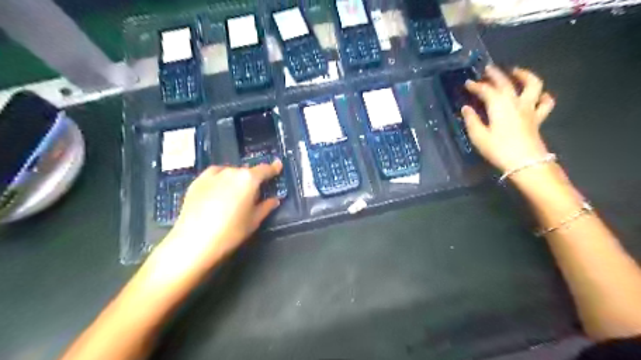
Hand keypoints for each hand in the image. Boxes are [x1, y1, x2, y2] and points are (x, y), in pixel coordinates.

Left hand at [151, 160, 281, 281]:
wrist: (194, 241)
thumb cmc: (231, 232)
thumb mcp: (254, 221)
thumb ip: (266, 207)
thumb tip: (275, 200)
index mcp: (249, 179)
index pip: (265, 170)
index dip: (273, 168)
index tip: (278, 165)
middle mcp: (231, 172)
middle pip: (246, 171)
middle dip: (252, 179)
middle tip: (253, 192)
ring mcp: (212, 175)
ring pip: (230, 172)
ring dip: (236, 179)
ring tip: (234, 193)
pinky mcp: (197, 181)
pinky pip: (214, 175)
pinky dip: (220, 179)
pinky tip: (219, 189)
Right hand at [461, 65, 555, 171]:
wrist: (525, 163)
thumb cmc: (498, 150)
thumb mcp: (479, 137)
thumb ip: (471, 121)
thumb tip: (466, 108)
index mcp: (499, 106)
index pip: (486, 91)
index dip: (476, 86)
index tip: (468, 83)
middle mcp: (515, 103)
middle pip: (507, 83)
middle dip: (496, 74)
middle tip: (488, 69)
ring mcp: (529, 109)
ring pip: (533, 85)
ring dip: (525, 75)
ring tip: (516, 72)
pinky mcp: (538, 118)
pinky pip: (545, 103)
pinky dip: (543, 96)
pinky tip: (538, 95)